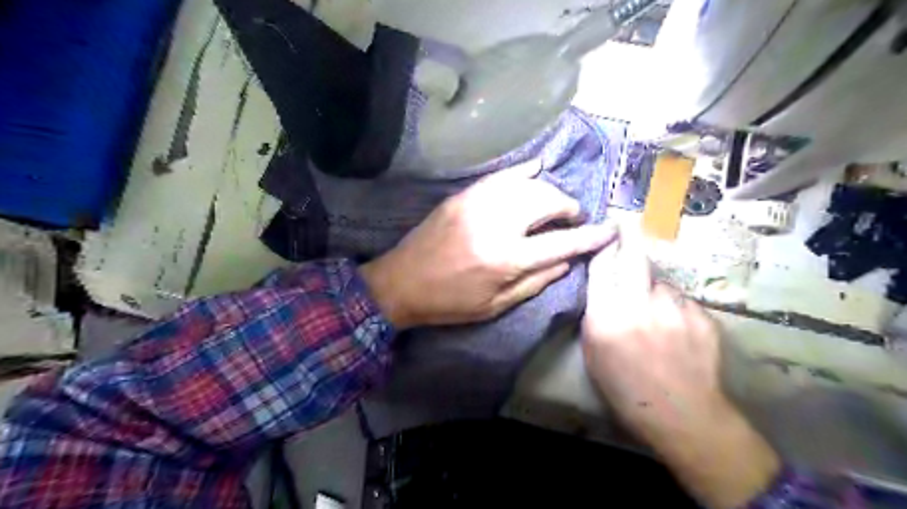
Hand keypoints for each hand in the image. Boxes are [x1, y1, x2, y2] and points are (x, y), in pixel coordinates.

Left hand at [362, 161, 615, 329]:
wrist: (400, 283)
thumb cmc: (448, 303)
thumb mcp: (495, 305)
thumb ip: (535, 282)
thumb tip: (567, 261)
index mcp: (505, 258)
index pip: (561, 242)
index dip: (590, 236)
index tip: (610, 230)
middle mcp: (496, 223)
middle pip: (548, 201)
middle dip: (569, 208)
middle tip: (574, 219)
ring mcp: (477, 203)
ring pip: (528, 184)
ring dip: (550, 191)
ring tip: (555, 205)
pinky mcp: (463, 195)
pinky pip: (501, 175)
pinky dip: (523, 170)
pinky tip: (537, 168)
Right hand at [584, 236, 784, 507]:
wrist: (682, 416)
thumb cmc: (626, 388)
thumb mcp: (594, 352)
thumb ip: (597, 314)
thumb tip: (604, 287)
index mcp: (607, 316)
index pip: (601, 267)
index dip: (602, 245)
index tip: (606, 229)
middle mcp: (640, 305)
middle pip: (634, 257)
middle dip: (629, 234)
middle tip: (627, 222)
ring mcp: (675, 308)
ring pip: (661, 282)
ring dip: (654, 288)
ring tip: (656, 313)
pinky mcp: (702, 316)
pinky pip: (682, 301)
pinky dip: (675, 308)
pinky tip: (676, 330)